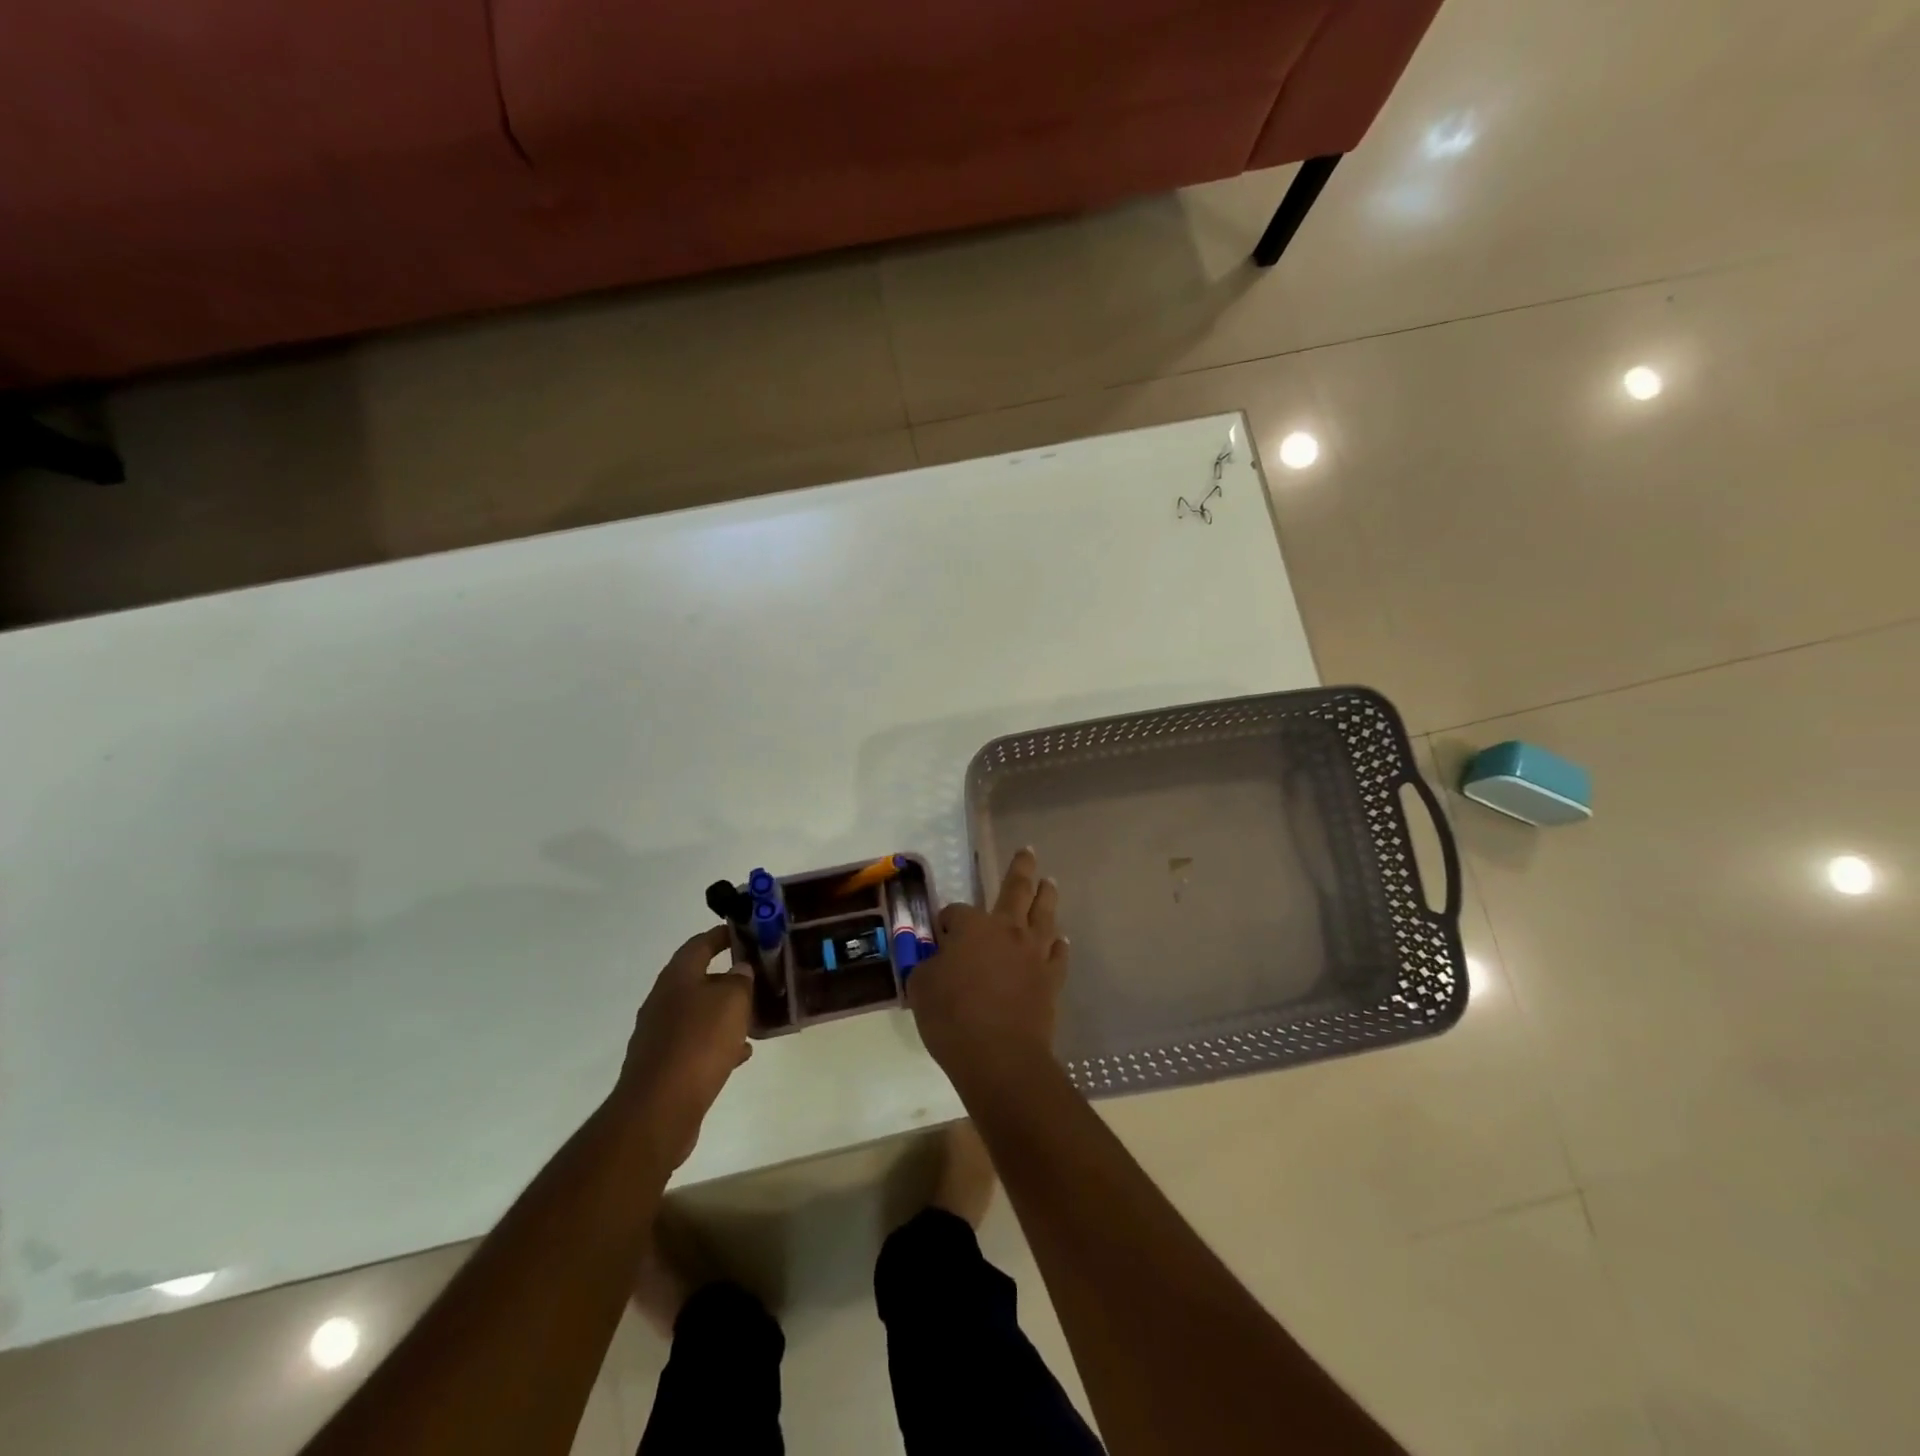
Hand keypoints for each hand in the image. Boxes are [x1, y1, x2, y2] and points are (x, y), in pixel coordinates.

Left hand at [614, 926, 753, 1168]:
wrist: (659, 1109)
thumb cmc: (699, 1042)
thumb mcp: (732, 1001)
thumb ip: (740, 980)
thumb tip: (740, 969)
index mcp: (676, 978)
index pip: (699, 944)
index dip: (722, 935)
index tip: (745, 932)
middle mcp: (663, 1001)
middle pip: (698, 979)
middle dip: (727, 978)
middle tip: (757, 977)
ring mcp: (660, 1035)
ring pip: (699, 1014)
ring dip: (725, 1013)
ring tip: (754, 1016)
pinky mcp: (664, 1066)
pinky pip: (697, 1044)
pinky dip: (718, 1043)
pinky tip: (740, 1053)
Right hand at [908, 847, 1069, 1090]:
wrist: (1001, 1057)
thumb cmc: (953, 1018)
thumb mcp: (921, 988)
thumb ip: (927, 966)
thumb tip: (934, 961)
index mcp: (974, 926)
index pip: (957, 912)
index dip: (947, 920)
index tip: (940, 933)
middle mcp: (1008, 930)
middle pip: (1017, 890)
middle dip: (1022, 868)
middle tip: (1029, 851)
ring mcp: (1035, 953)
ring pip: (1045, 914)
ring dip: (1047, 896)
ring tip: (1050, 883)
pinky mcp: (1052, 979)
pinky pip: (1058, 954)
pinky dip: (1058, 944)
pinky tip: (1060, 940)